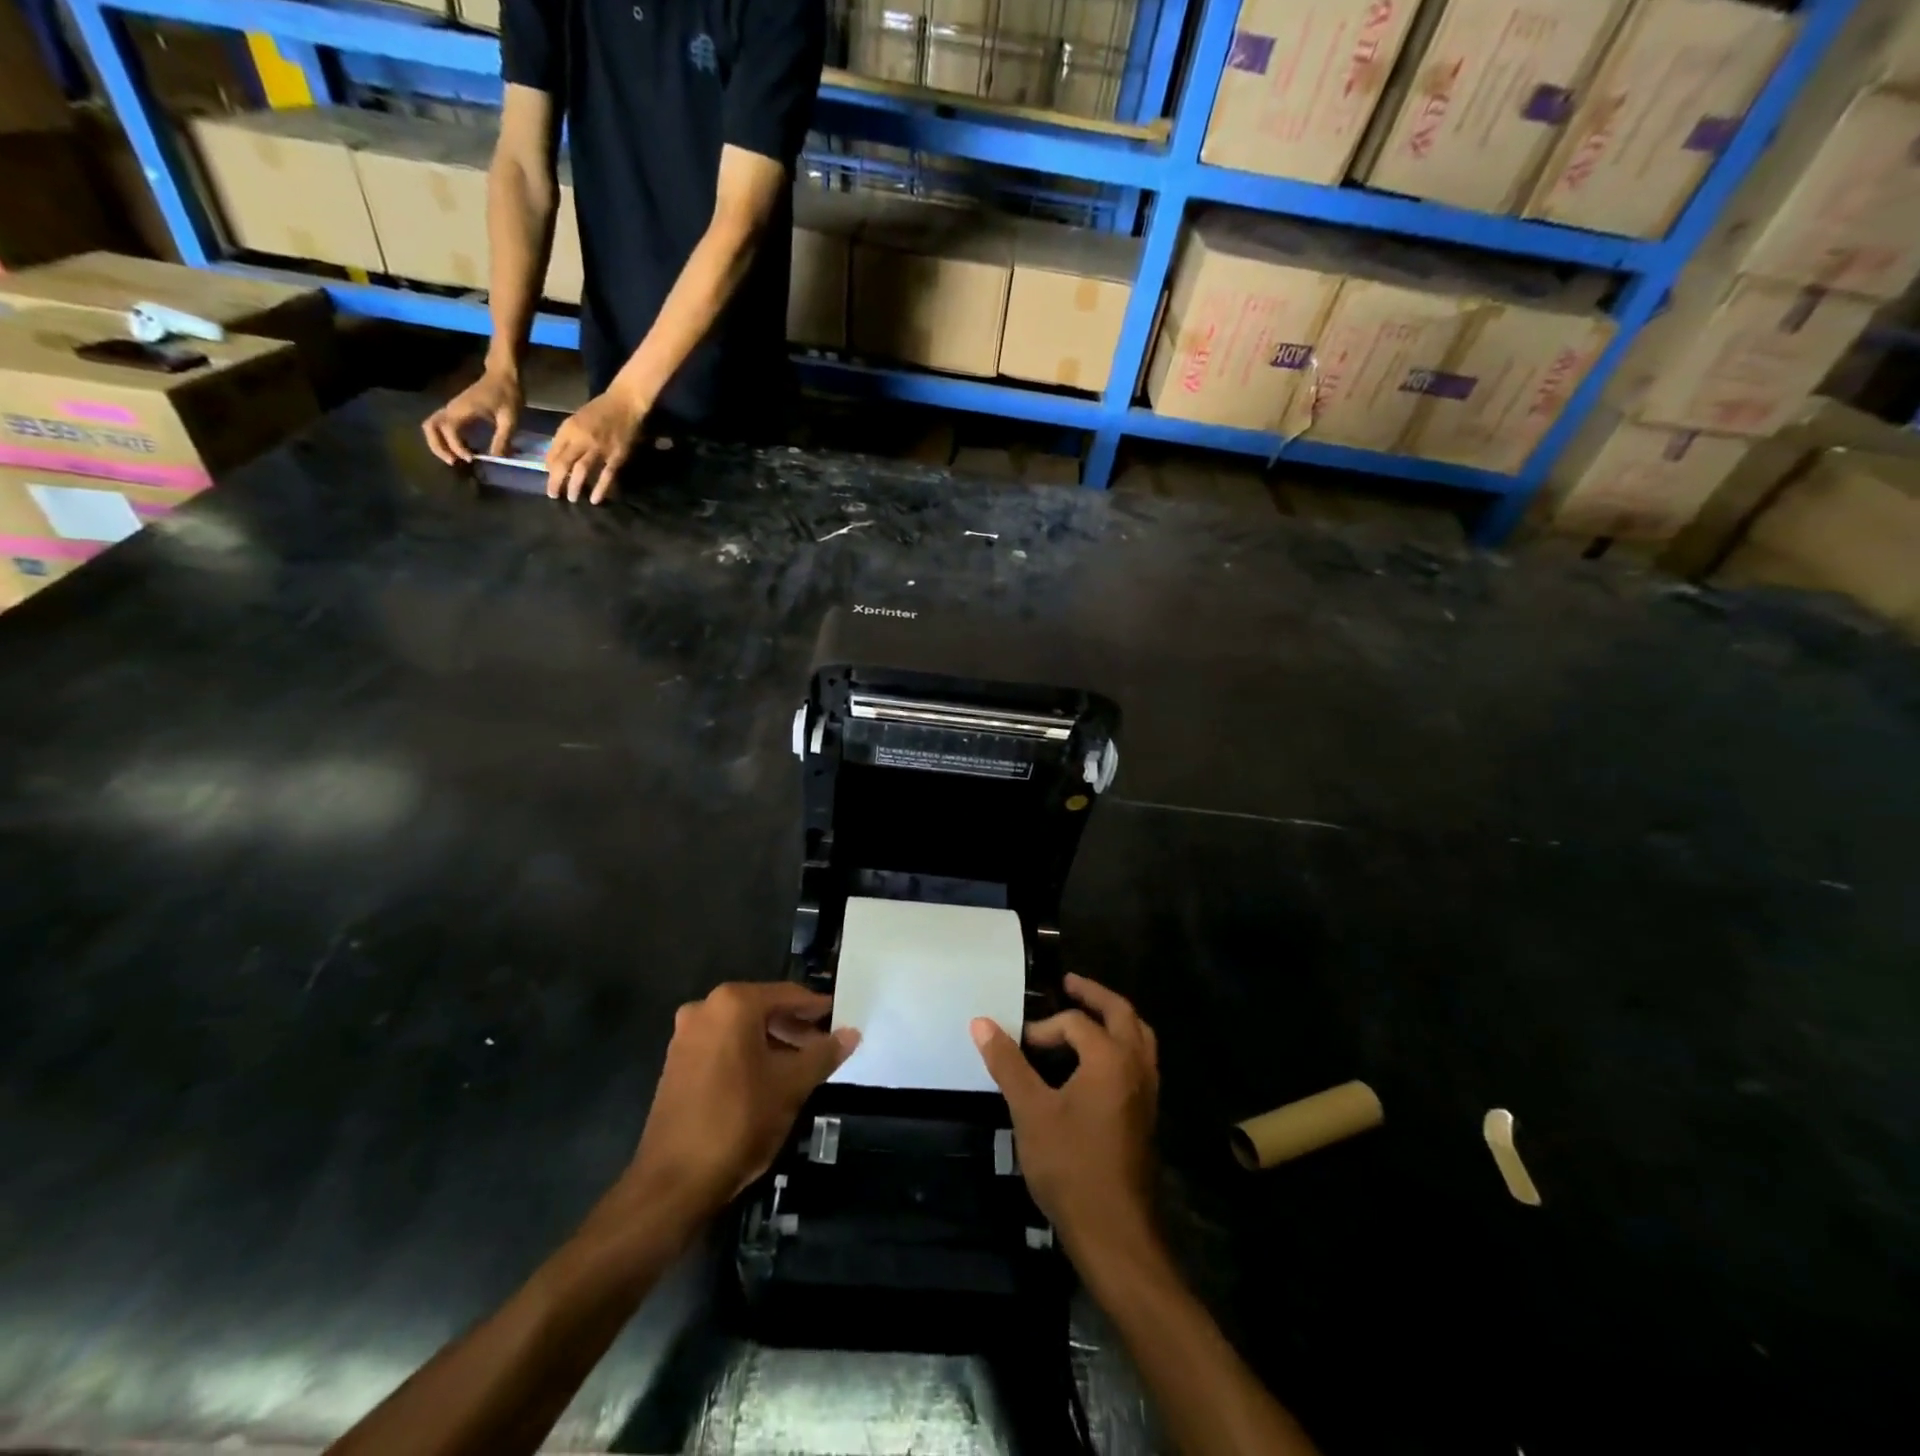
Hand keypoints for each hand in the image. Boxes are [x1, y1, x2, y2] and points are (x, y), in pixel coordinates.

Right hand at [422, 367, 522, 465]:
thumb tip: (496, 458)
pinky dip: (446, 440)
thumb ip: (503, 438)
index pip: (449, 430)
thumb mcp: (510, 419)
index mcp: (463, 409)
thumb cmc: (507, 395)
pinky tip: (464, 450)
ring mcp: (452, 409)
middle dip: (437, 446)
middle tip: (454, 462)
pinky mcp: (456, 411)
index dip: (456, 446)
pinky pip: (443, 426)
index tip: (471, 459)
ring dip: (439, 444)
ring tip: (456, 459)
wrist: (503, 376)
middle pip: (430, 426)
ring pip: (432, 426)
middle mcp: (452, 408)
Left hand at [546, 387, 647, 503]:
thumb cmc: (598, 411)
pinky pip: (606, 475)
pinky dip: (600, 488)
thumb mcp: (576, 420)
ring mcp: (600, 448)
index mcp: (569, 429)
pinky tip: (594, 499)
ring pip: (582, 470)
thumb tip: (554, 460)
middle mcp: (581, 439)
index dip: (549, 467)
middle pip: (564, 463)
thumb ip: (565, 438)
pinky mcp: (616, 456)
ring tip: (571, 499)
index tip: (549, 478)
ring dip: (575, 486)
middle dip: (556, 481)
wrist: (624, 404)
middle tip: (553, 495)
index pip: (554, 451)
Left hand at [622, 982, 859, 1229]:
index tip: (839, 1018)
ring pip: (742, 1029)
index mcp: (733, 1004)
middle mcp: (705, 1009)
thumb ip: (823, 1054)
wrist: (673, 1182)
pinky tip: (768, 1080)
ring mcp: (686, 1036)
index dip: (816, 1008)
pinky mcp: (676, 1063)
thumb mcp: (792, 1086)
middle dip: (794, 1027)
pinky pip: (723, 1046)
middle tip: (823, 1047)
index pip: (787, 995)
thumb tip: (851, 1033)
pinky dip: (748, 1055)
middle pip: (763, 1009)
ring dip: (772, 1042)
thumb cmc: (739, 1121)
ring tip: (800, 1067)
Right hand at [971, 974, 1159, 1269]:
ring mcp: (1148, 1091)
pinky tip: (1099, 1060)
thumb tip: (981, 1022)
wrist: (1114, 1232)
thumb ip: (1007, 1063)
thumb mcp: (1030, 1111)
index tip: (1019, 1045)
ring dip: (1115, 1018)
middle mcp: (1136, 1066)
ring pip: (1139, 1036)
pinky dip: (1123, 1043)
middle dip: (1094, 995)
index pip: (1075, 1022)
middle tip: (1069, 984)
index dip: (1044, 1028)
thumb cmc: (1070, 1166)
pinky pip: (1140, 1060)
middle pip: (1122, 1013)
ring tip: (1088, 1013)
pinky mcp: (1148, 1113)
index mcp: (1110, 1058)